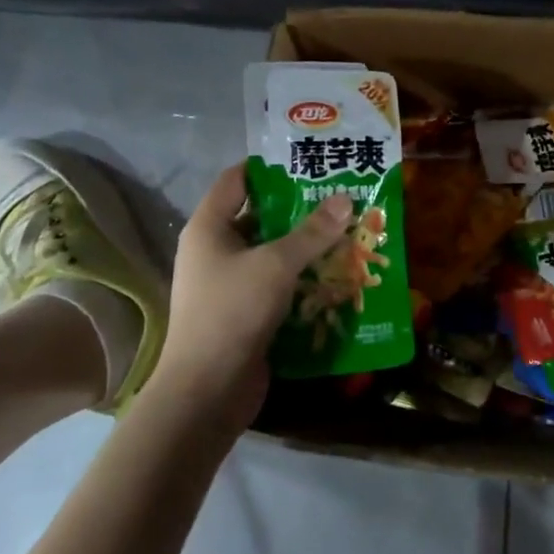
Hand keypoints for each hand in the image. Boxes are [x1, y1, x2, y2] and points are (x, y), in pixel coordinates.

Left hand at [148, 164, 351, 428]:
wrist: (206, 392)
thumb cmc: (232, 312)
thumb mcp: (276, 264)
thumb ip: (312, 231)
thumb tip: (345, 198)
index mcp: (209, 228)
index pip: (236, 179)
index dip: (269, 166)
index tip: (307, 160)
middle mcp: (215, 250)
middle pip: (259, 215)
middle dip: (299, 207)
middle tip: (340, 194)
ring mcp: (229, 283)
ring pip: (272, 252)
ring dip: (305, 244)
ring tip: (347, 229)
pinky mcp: (245, 312)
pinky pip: (277, 283)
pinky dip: (302, 276)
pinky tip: (337, 271)